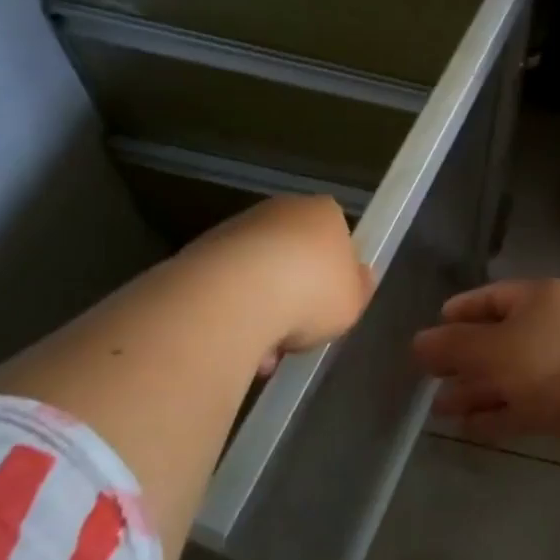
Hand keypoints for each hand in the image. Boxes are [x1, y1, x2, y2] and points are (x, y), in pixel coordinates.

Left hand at [193, 195, 372, 362]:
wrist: (237, 295)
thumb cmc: (312, 292)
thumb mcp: (354, 300)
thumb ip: (358, 287)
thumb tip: (358, 276)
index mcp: (324, 212)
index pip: (335, 234)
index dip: (334, 271)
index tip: (331, 301)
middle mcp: (281, 210)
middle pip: (294, 253)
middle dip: (294, 291)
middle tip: (299, 329)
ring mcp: (238, 228)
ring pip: (258, 273)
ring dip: (262, 308)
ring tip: (265, 350)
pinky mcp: (201, 251)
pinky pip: (227, 287)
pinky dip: (233, 313)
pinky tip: (237, 342)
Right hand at [412, 279, 559, 466]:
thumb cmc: (552, 360)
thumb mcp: (494, 348)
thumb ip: (453, 346)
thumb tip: (417, 342)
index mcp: (542, 298)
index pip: (494, 296)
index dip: (463, 311)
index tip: (434, 328)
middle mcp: (557, 325)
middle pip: (502, 338)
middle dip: (465, 359)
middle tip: (429, 377)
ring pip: (514, 375)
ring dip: (478, 391)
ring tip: (440, 410)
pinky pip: (529, 403)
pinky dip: (500, 413)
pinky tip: (470, 429)